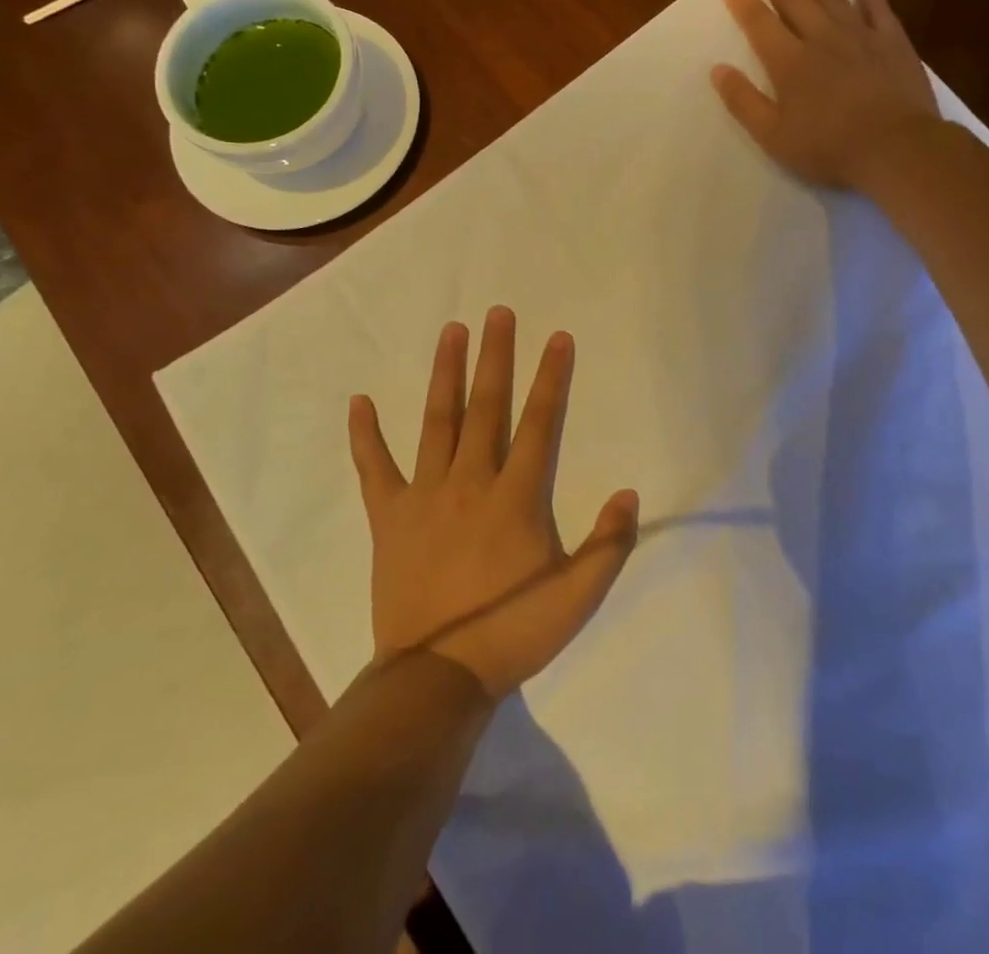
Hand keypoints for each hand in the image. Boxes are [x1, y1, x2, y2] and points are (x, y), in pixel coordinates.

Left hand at [349, 307, 640, 699]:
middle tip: (498, 313)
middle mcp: (471, 481)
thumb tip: (629, 493)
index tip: (557, 337)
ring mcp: (425, 495)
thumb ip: (608, 544)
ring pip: (437, 421)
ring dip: (445, 373)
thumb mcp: (577, 596)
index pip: (540, 423)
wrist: (437, 676)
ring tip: (451, 331)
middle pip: (487, 406)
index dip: (551, 378)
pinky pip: (375, 468)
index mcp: (516, 496)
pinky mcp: (390, 516)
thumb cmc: (512, 633)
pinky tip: (359, 402)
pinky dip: (365, 435)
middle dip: (496, 357)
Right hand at [711, 0, 940, 192]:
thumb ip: (744, 102)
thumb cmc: (830, 149)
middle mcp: (820, 37)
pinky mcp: (891, 40)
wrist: (898, 149)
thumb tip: (717, 69)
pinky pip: (875, 4)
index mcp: (788, 62)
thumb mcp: (774, 137)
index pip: (755, 18)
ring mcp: (858, 34)